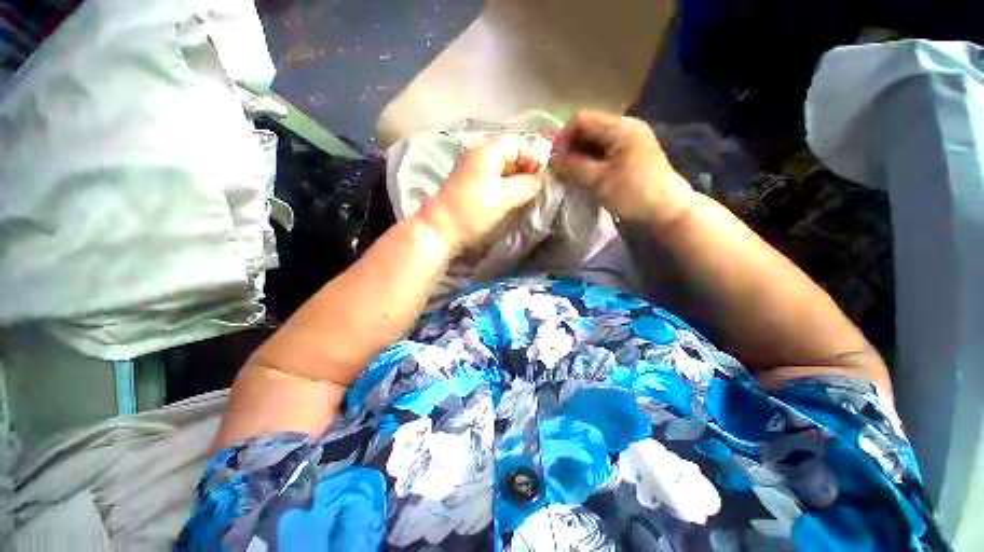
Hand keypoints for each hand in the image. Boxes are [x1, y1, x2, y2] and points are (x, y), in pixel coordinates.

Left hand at [417, 135, 544, 252]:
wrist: (440, 229)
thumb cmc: (474, 210)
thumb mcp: (505, 197)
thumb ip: (527, 185)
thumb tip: (540, 180)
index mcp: (487, 151)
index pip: (518, 144)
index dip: (534, 159)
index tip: (543, 178)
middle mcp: (478, 154)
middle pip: (509, 155)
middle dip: (525, 169)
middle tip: (536, 188)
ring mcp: (471, 169)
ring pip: (501, 168)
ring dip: (515, 179)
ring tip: (525, 195)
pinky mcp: (468, 184)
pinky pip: (492, 179)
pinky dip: (504, 186)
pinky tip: (509, 199)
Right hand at [550, 111, 694, 225]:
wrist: (666, 210)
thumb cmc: (633, 193)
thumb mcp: (599, 181)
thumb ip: (573, 167)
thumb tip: (552, 160)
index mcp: (620, 127)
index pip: (582, 120)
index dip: (563, 137)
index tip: (553, 159)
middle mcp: (626, 127)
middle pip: (589, 129)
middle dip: (570, 146)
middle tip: (559, 168)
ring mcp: (630, 140)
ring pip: (596, 141)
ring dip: (579, 154)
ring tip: (568, 172)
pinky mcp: (631, 154)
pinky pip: (605, 151)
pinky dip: (591, 160)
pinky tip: (584, 174)